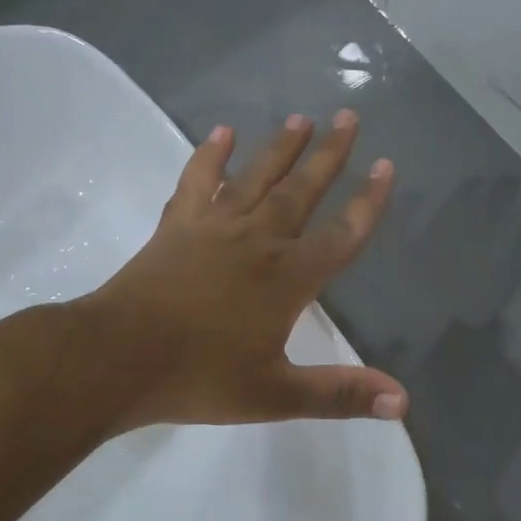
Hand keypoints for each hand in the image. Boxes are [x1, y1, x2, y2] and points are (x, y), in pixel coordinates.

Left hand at [86, 110, 407, 430]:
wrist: (117, 358)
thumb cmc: (200, 378)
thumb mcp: (276, 395)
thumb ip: (340, 394)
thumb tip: (402, 403)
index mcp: (288, 279)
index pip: (341, 235)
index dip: (367, 203)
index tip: (386, 166)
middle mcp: (257, 241)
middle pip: (302, 191)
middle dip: (330, 156)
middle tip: (350, 117)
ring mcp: (214, 228)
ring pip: (256, 177)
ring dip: (281, 147)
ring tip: (302, 117)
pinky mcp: (177, 226)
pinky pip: (198, 181)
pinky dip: (210, 156)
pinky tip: (222, 133)